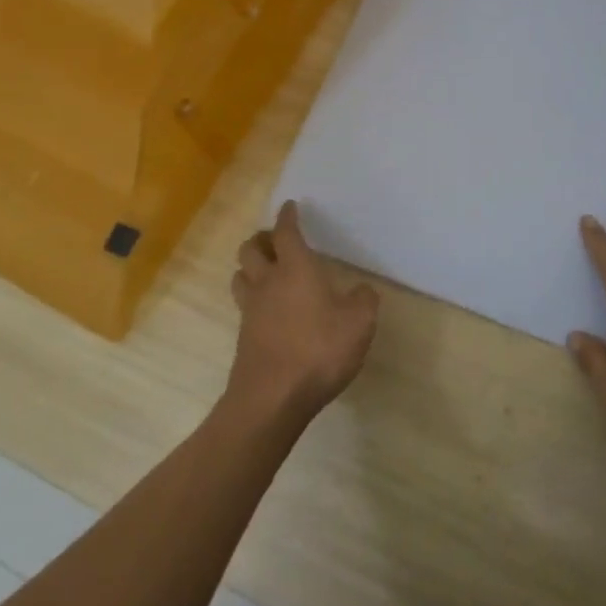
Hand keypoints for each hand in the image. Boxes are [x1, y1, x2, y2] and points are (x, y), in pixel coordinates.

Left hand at [226, 200, 379, 426]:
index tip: (290, 207)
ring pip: (240, 275)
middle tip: (274, 240)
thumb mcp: (359, 323)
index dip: (288, 217)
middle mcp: (268, 282)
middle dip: (262, 239)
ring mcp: (251, 310)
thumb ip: (364, 300)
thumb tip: (362, 289)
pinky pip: (244, 305)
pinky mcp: (244, 337)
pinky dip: (253, 298)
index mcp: (296, 269)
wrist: (272, 398)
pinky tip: (269, 310)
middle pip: (251, 249)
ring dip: (250, 267)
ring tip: (266, 270)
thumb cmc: (319, 350)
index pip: (286, 233)